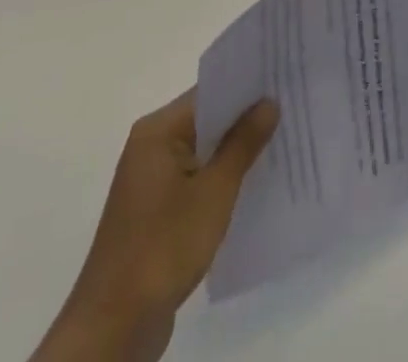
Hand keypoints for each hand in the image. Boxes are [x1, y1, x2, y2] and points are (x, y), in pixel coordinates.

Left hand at [32, 90, 277, 361]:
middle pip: (206, 119)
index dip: (247, 86)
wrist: (114, 327)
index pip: (209, 92)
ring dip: (235, 151)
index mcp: (157, 131)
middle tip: (292, 108)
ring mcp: (151, 181)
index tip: (284, 79)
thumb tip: (269, 102)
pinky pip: (195, 179)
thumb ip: (242, 143)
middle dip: (246, 118)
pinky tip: (254, 184)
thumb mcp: (214, 192)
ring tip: (283, 141)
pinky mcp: (156, 212)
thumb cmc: (164, 247)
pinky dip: (221, 178)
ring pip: (203, 151)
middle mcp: (150, 147)